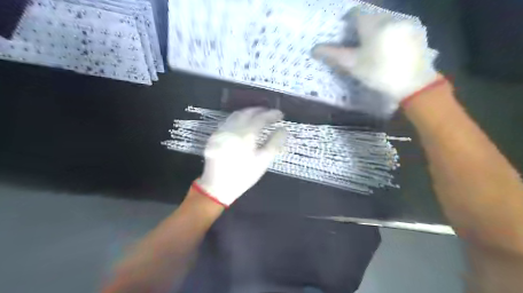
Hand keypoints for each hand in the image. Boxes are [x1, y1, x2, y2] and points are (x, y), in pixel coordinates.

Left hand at [195, 107, 284, 205]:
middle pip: (247, 112)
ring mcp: (222, 131)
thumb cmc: (244, 175)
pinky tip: (243, 124)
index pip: (261, 118)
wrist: (217, 186)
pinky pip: (228, 121)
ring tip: (258, 115)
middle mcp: (232, 128)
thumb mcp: (263, 161)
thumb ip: (274, 143)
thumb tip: (283, 130)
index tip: (280, 114)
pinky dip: (238, 118)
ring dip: (248, 112)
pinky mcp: (215, 136)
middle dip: (260, 110)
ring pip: (236, 115)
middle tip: (270, 113)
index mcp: (246, 134)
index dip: (272, 114)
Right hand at [312, 9, 437, 111]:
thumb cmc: (379, 73)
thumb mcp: (353, 65)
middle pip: (372, 14)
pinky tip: (390, 47)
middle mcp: (391, 16)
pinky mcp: (418, 30)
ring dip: (377, 28)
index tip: (344, 30)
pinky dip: (391, 32)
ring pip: (386, 19)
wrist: (414, 84)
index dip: (348, 18)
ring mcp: (408, 22)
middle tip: (357, 41)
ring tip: (374, 45)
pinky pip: (399, 25)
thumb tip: (314, 49)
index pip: (357, 11)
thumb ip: (333, 54)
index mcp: (374, 23)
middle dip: (363, 24)